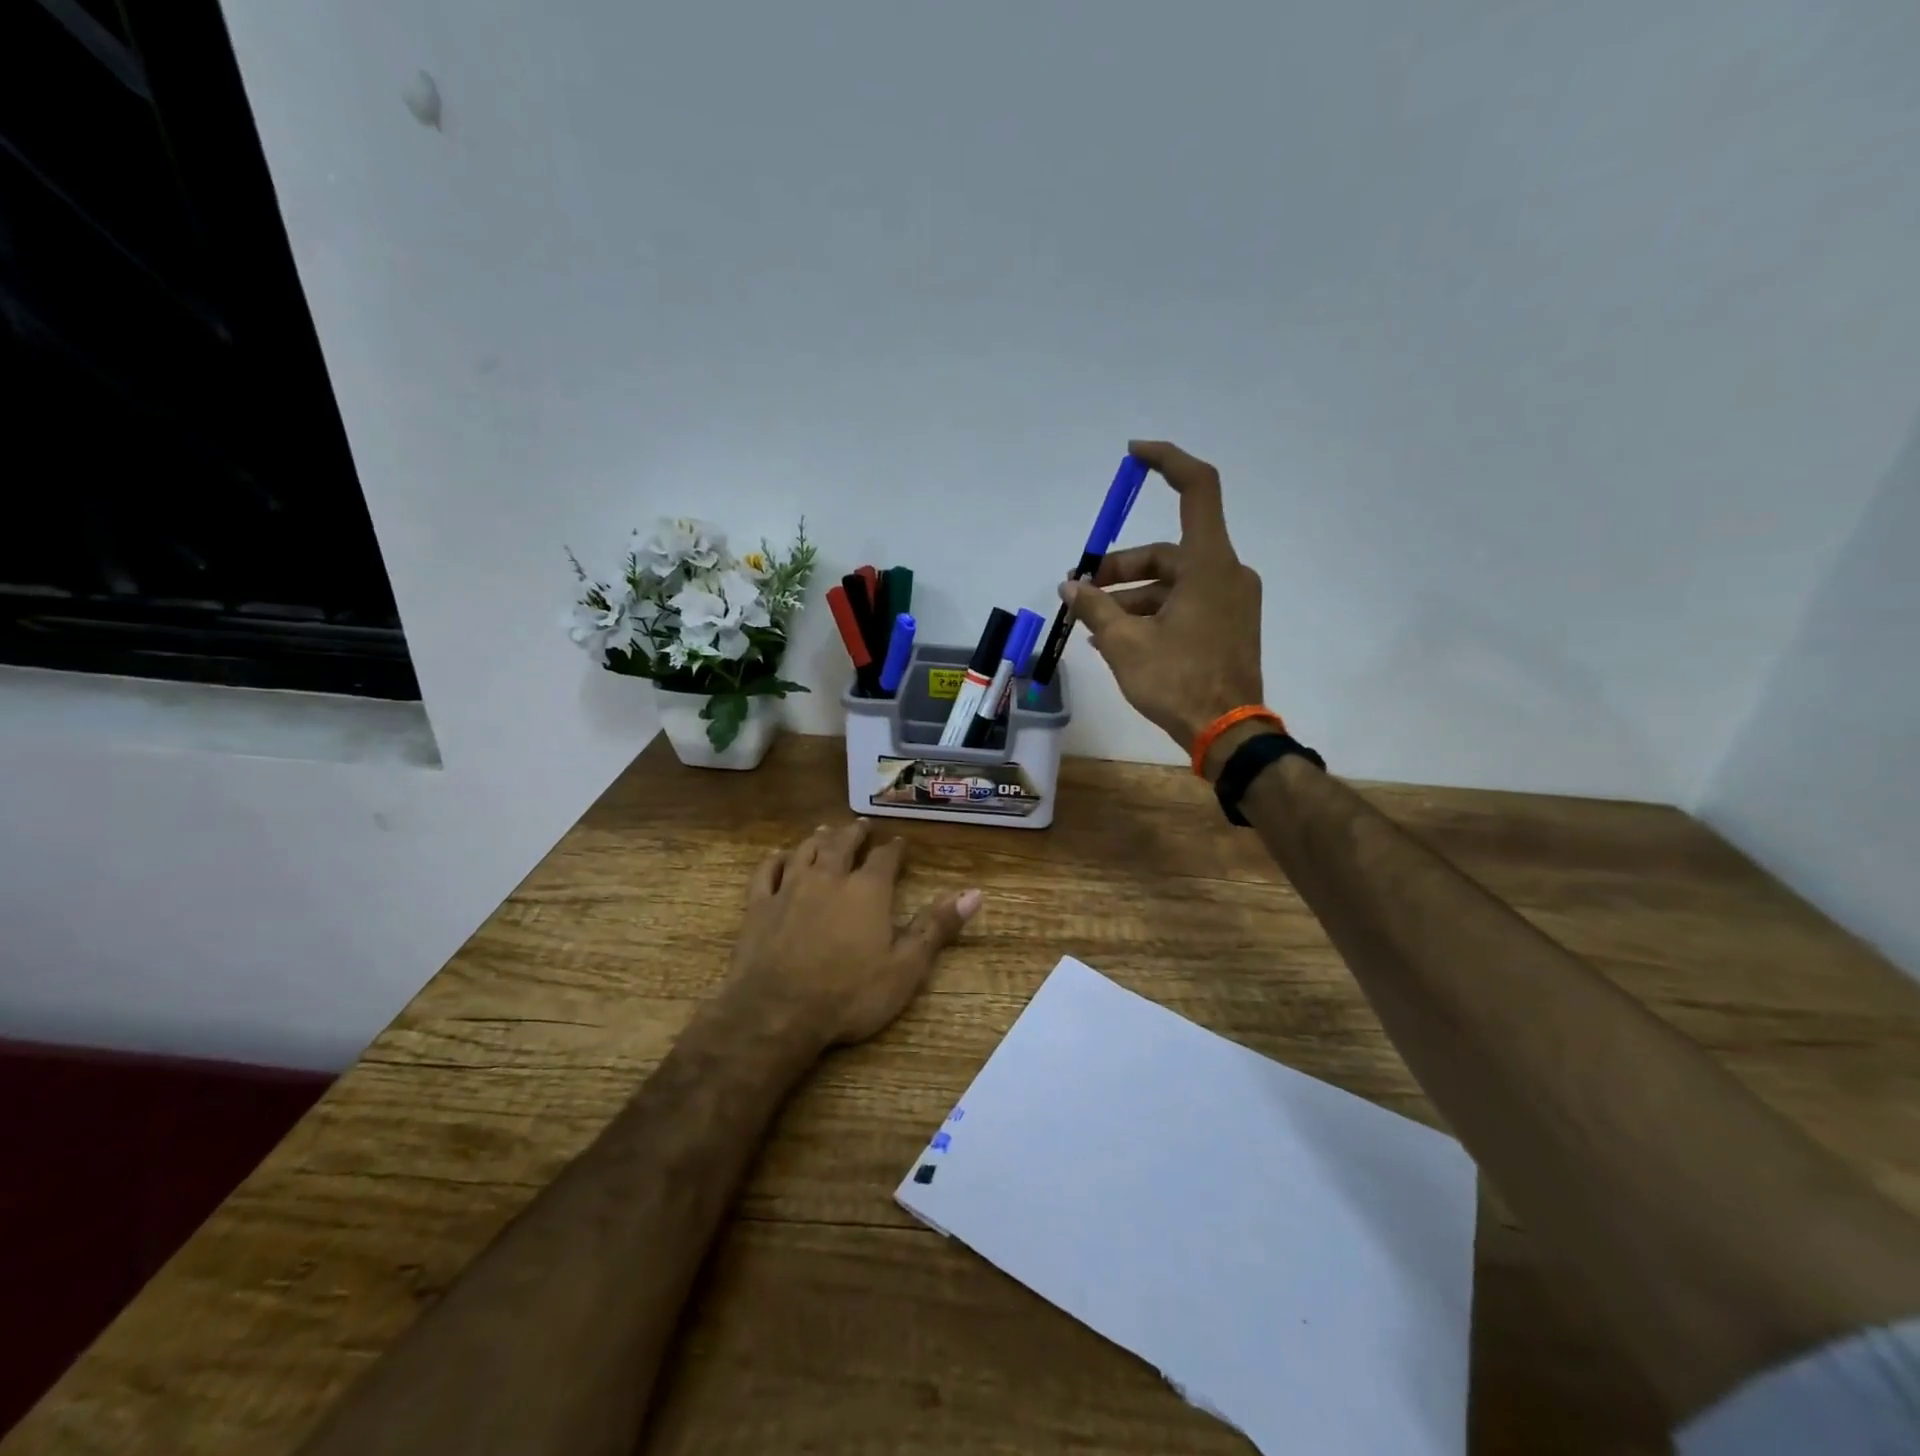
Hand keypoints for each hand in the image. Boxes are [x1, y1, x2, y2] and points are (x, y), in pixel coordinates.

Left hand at [729, 820, 980, 1047]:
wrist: (776, 1014)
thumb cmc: (849, 994)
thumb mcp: (905, 967)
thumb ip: (937, 927)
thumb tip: (974, 893)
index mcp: (867, 890)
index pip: (885, 858)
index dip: (894, 849)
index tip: (900, 843)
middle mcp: (828, 878)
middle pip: (842, 844)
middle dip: (854, 833)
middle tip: (861, 826)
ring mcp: (789, 889)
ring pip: (805, 851)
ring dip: (817, 838)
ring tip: (824, 830)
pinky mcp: (758, 906)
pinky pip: (766, 872)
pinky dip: (774, 860)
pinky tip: (777, 856)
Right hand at [1062, 440, 1265, 771]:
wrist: (1228, 732)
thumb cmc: (1177, 682)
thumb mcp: (1125, 644)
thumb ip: (1095, 607)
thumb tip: (1070, 586)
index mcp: (1209, 564)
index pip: (1198, 488)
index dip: (1166, 462)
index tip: (1133, 455)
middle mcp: (1226, 572)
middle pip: (1167, 551)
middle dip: (1120, 568)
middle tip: (1083, 590)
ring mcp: (1230, 600)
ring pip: (1172, 582)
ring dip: (1131, 596)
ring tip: (1092, 623)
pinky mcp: (1228, 624)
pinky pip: (1184, 603)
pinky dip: (1152, 611)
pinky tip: (1117, 636)